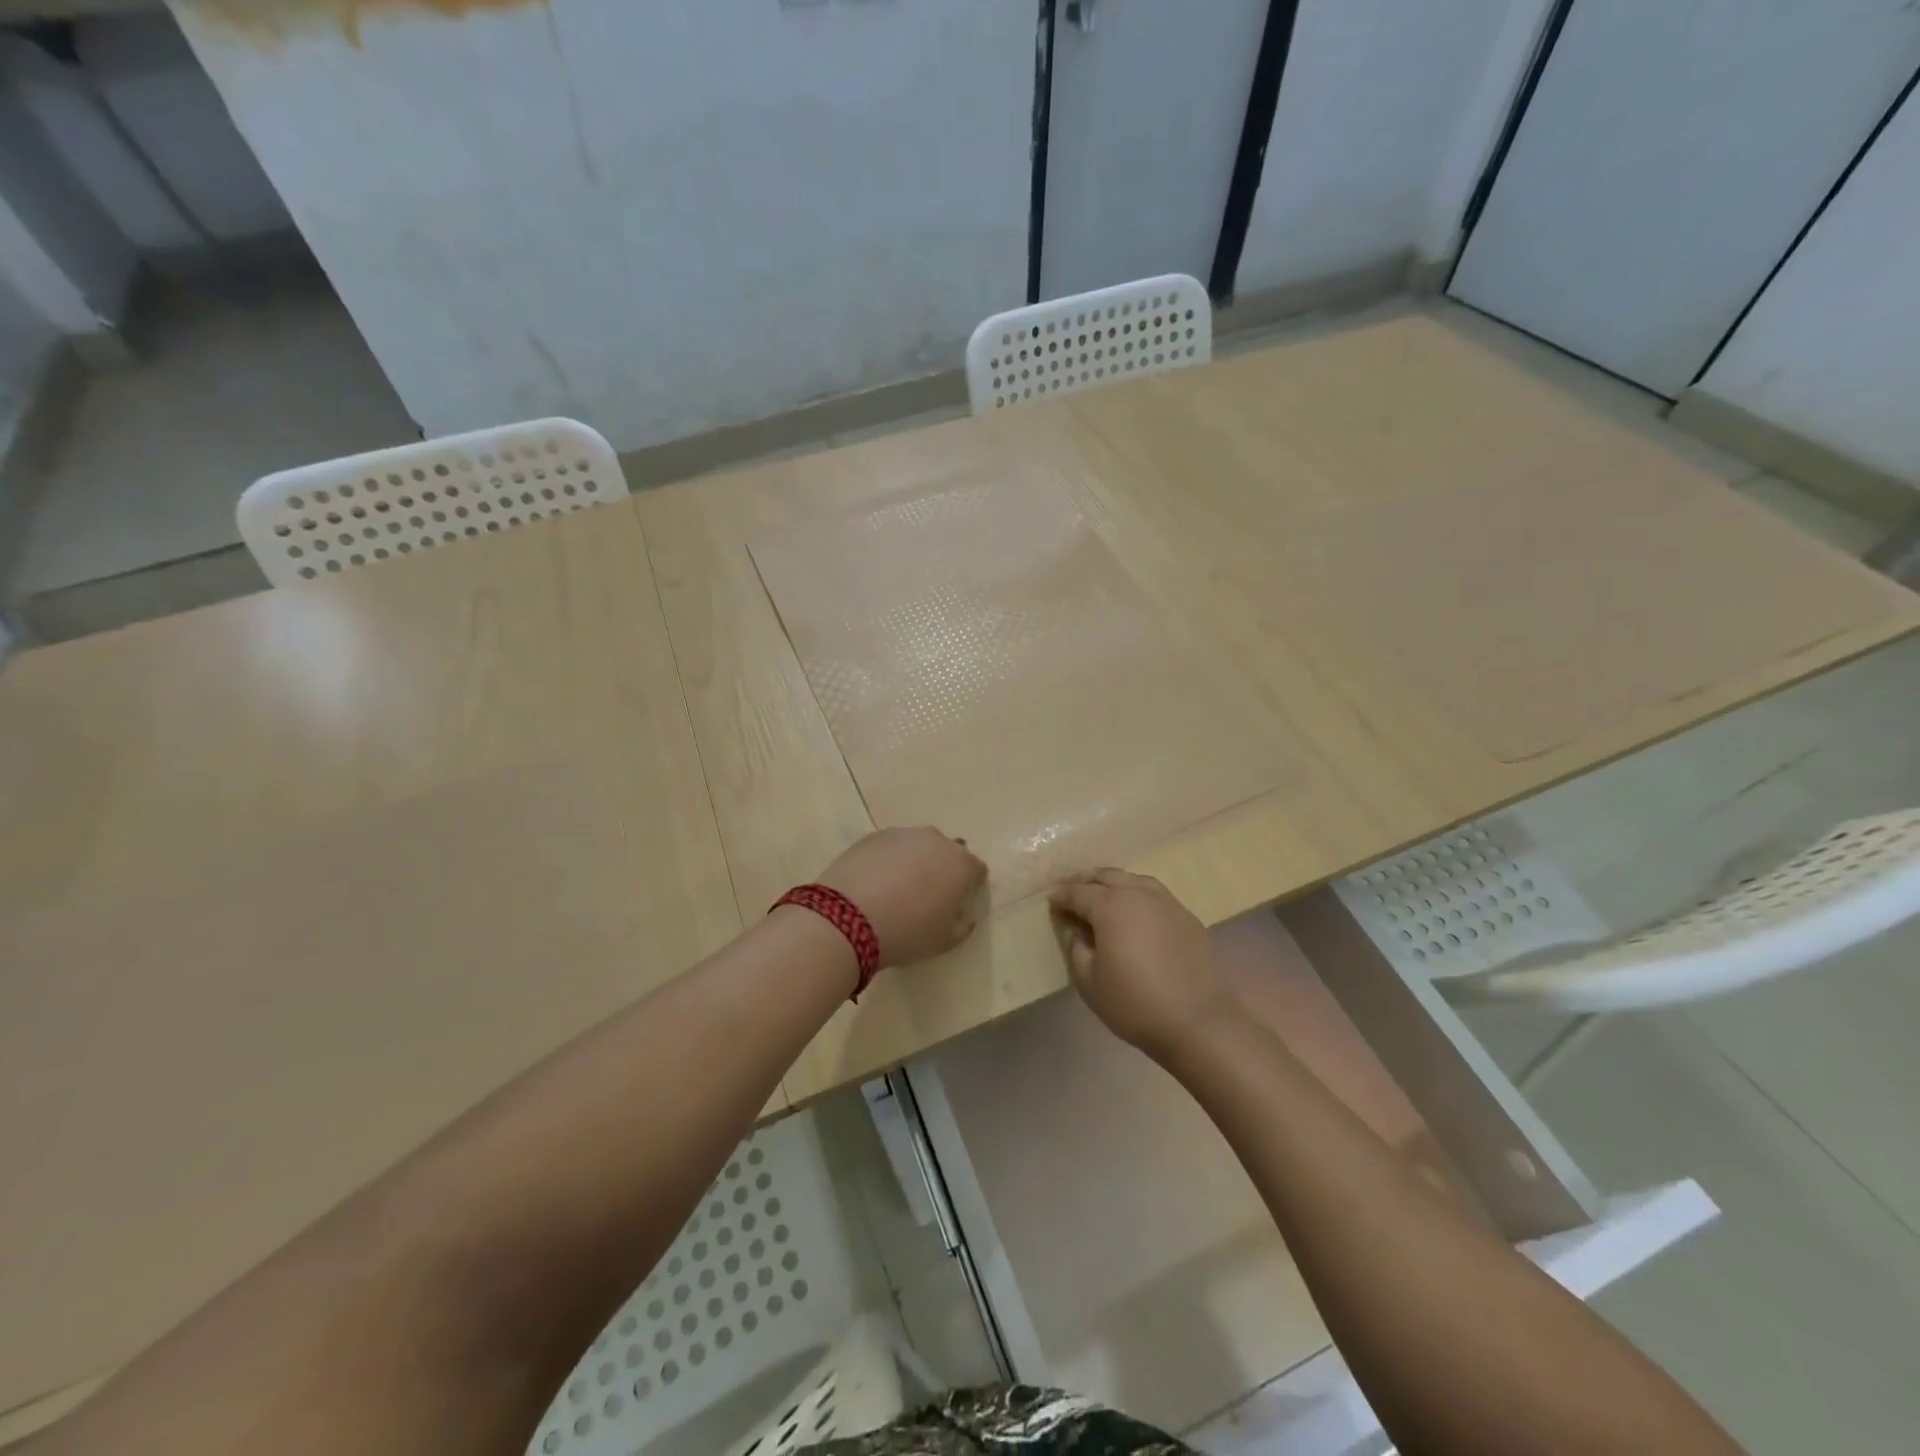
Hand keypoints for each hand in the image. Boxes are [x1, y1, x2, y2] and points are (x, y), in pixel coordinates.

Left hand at [817, 827, 987, 968]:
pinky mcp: (873, 836)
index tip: (959, 901)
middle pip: (948, 851)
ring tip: (898, 887)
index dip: (971, 884)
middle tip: (928, 894)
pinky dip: (888, 860)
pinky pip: (890, 846)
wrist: (847, 918)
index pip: (976, 869)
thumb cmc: (907, 932)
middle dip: (943, 868)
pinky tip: (875, 881)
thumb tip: (964, 912)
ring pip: (917, 845)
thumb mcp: (945, 940)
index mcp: (960, 864)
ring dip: (915, 861)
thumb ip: (963, 923)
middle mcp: (936, 840)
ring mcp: (902, 834)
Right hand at [1048, 868, 1238, 1059]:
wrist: (1198, 1022)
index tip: (1051, 899)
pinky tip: (1135, 913)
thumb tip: (1075, 928)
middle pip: (1107, 876)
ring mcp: (1167, 902)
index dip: (1061, 894)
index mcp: (1110, 906)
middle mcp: (1138, 893)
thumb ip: (1076, 947)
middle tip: (1072, 890)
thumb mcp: (1088, 981)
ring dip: (1113, 884)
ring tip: (1102, 896)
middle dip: (1086, 881)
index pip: (1078, 892)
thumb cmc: (1134, 1003)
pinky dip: (1137, 895)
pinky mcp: (1187, 916)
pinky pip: (1154, 895)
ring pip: (1133, 880)